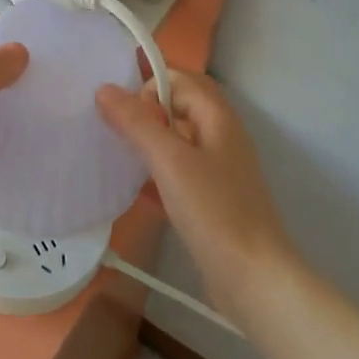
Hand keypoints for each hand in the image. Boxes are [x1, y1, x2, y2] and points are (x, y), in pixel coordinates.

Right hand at [96, 70, 294, 315]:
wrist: (253, 279)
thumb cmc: (214, 211)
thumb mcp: (170, 161)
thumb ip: (137, 123)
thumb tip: (104, 88)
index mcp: (218, 118)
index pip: (180, 79)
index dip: (149, 85)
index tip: (120, 111)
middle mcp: (221, 137)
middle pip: (179, 107)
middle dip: (145, 111)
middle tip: (112, 126)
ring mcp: (218, 170)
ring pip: (177, 141)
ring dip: (148, 141)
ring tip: (114, 153)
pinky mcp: (211, 200)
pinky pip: (178, 173)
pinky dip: (155, 173)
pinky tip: (132, 189)